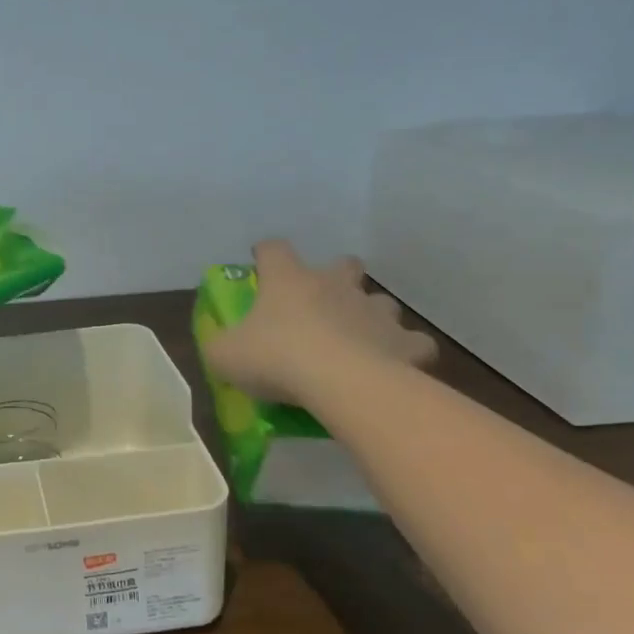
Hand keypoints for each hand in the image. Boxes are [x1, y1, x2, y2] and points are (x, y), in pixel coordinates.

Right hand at [204, 241, 435, 404]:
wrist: (340, 383)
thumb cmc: (276, 359)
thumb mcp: (225, 355)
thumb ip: (220, 344)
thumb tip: (222, 345)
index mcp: (289, 281)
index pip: (274, 249)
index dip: (266, 254)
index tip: (260, 264)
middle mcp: (335, 285)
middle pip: (344, 264)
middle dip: (338, 276)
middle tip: (323, 303)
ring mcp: (374, 311)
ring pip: (381, 301)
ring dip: (371, 315)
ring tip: (360, 340)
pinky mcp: (405, 342)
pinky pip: (413, 343)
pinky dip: (405, 351)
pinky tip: (394, 365)